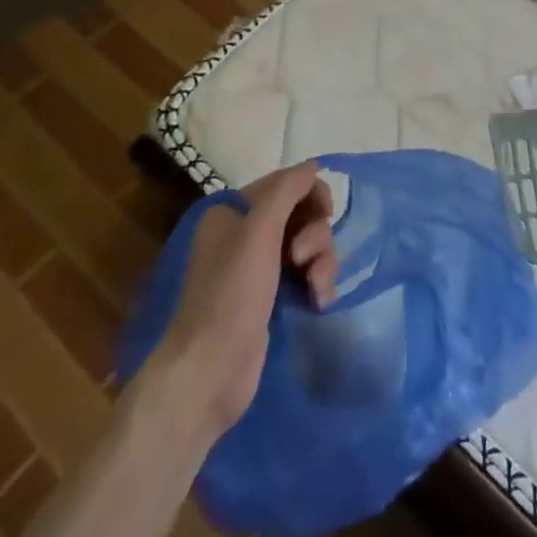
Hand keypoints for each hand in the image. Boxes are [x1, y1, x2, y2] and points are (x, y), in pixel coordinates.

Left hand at [149, 162, 337, 442]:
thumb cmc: (231, 294)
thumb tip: (313, 165)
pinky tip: (319, 302)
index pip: (285, 184)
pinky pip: (307, 274)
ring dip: (322, 262)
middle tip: (306, 261)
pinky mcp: (272, 297)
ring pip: (309, 245)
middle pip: (302, 214)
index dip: (311, 195)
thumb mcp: (258, 232)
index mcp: (233, 211)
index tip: (325, 215)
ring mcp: (259, 267)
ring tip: (318, 289)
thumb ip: (287, 191)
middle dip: (316, 235)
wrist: (211, 371)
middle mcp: (244, 233)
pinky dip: (317, 282)